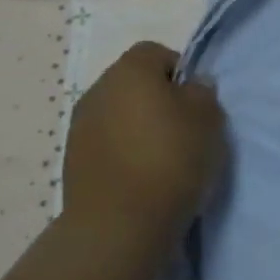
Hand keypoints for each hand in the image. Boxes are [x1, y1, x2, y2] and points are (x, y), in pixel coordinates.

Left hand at [62, 42, 226, 244]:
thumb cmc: (169, 159)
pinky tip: (139, 178)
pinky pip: (105, 144)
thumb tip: (191, 86)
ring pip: (117, 114)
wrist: (117, 226)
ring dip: (136, 127)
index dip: (180, 72)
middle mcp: (99, 89)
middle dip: (156, 99)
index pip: (157, 53)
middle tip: (182, 130)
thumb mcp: (208, 118)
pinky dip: (121, 153)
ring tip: (160, 159)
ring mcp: (79, 126)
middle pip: (134, 83)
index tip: (195, 102)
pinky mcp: (71, 162)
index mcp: (130, 69)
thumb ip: (202, 92)